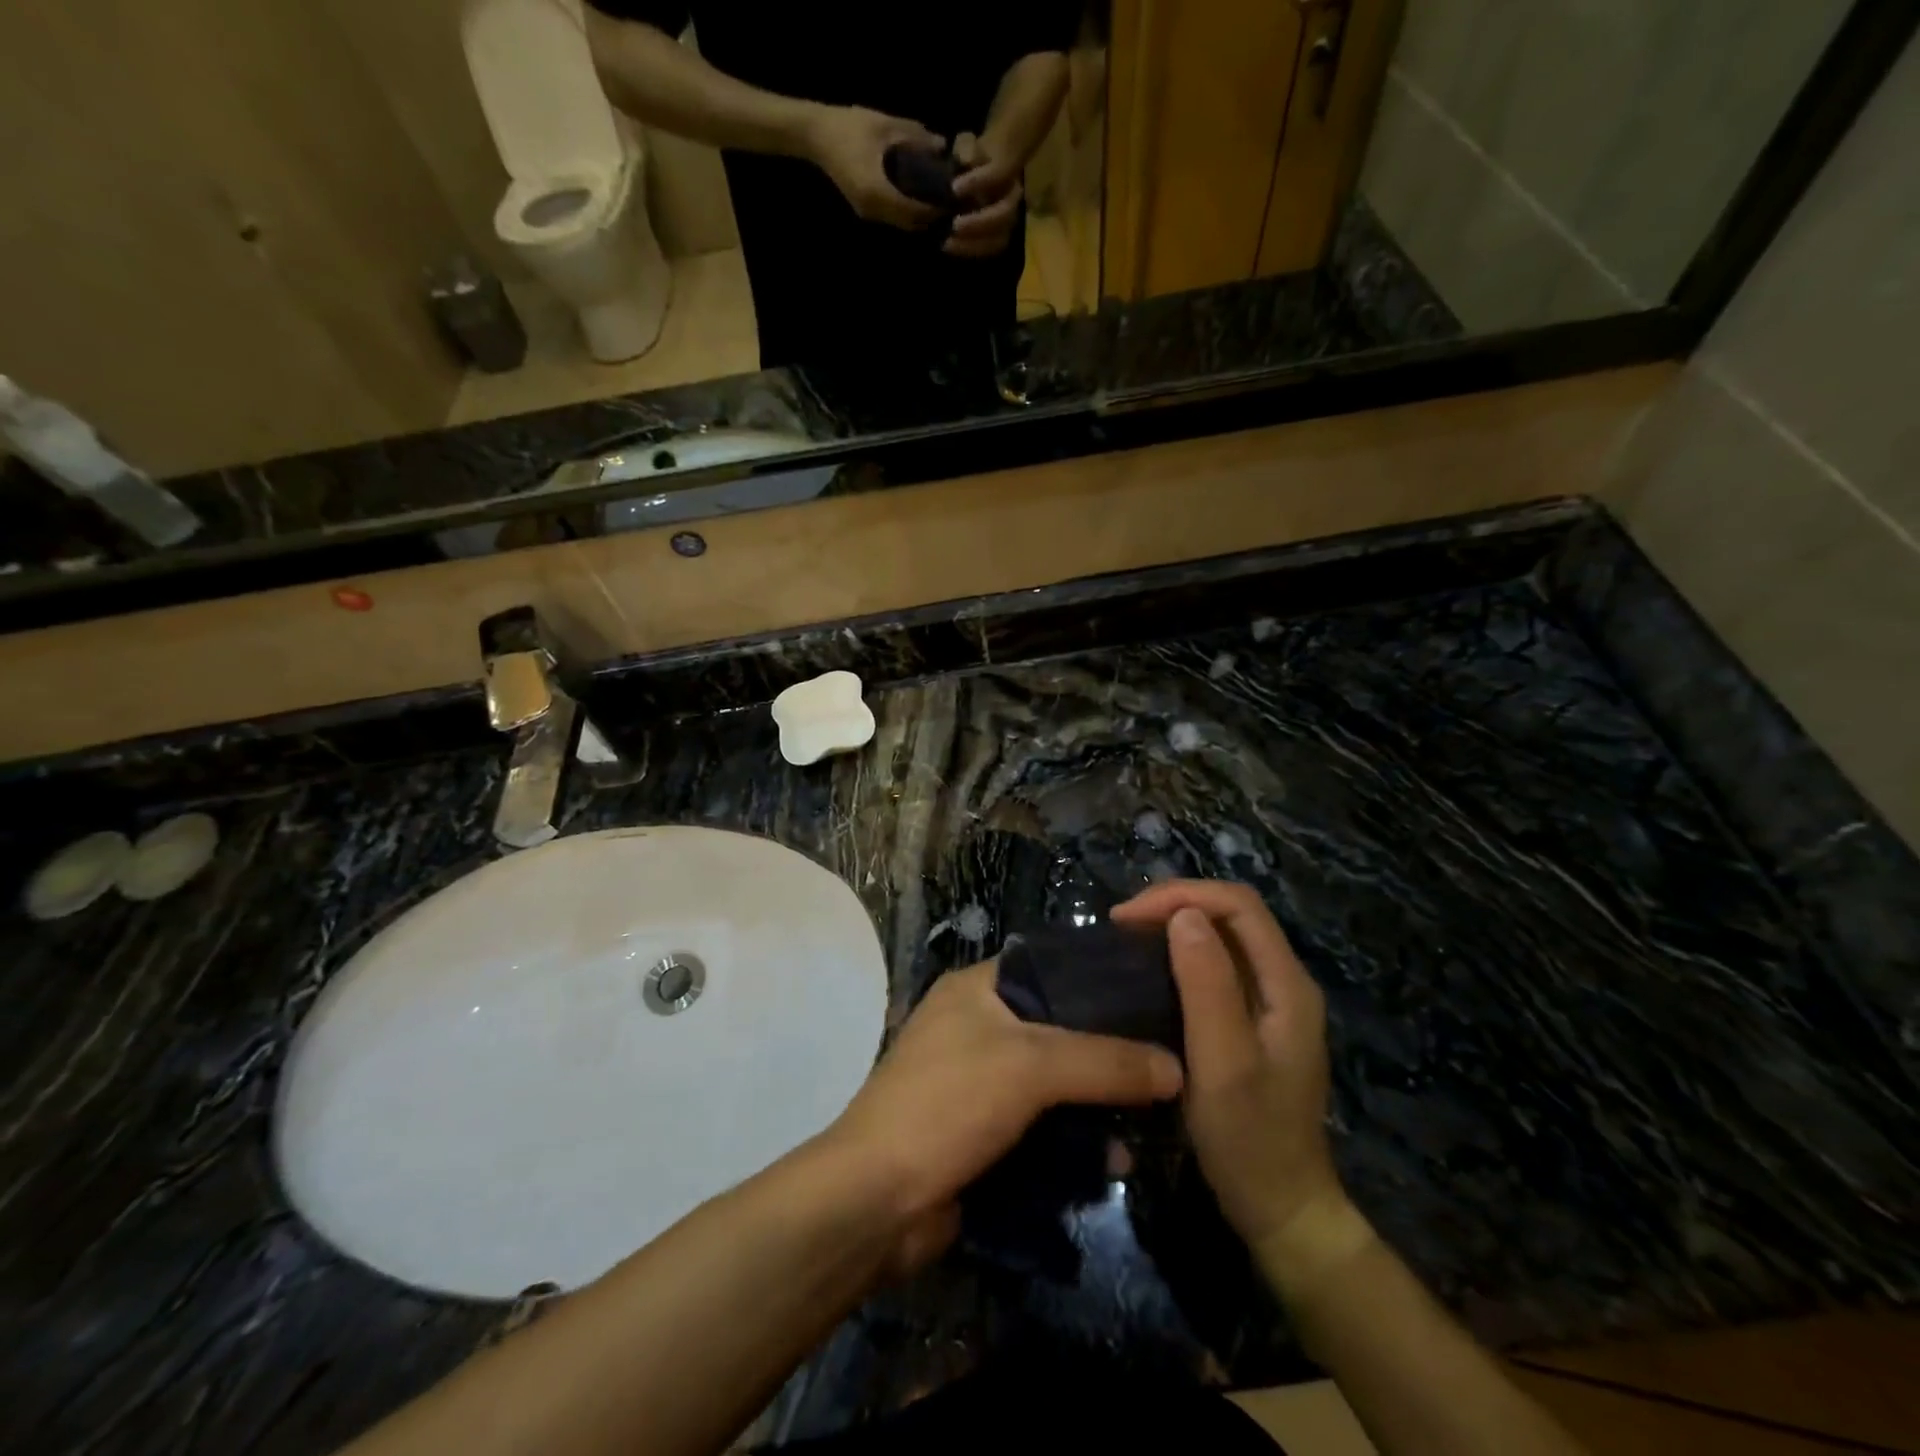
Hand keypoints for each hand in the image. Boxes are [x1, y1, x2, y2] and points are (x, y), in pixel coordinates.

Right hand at [803, 105, 943, 230]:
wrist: (816, 135)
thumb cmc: (849, 126)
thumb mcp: (884, 125)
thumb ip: (914, 136)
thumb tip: (943, 144)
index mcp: (877, 190)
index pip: (913, 210)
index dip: (934, 208)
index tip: (952, 197)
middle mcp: (873, 209)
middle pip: (909, 223)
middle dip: (929, 215)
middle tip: (948, 200)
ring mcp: (868, 212)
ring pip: (901, 223)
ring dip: (918, 215)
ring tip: (936, 198)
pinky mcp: (865, 209)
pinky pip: (892, 217)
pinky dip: (906, 211)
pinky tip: (917, 196)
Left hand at [821, 961, 1182, 1269]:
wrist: (877, 1201)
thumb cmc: (948, 1104)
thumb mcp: (1030, 1067)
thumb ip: (1105, 1061)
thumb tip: (1177, 1068)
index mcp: (977, 988)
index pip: (1052, 965)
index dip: (1102, 977)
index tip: (1158, 993)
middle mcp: (979, 1025)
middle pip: (1060, 1026)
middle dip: (1111, 1048)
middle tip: (1171, 1059)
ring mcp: (981, 1080)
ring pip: (1056, 1081)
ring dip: (1099, 1102)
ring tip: (1155, 1116)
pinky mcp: (985, 1131)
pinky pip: (1044, 1125)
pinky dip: (1076, 1139)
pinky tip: (1115, 1159)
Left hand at [946, 132, 1022, 257]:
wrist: (981, 174)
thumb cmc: (972, 159)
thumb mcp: (967, 146)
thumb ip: (966, 148)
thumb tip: (965, 158)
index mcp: (1007, 171)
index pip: (998, 175)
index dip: (978, 182)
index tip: (954, 188)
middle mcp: (1012, 198)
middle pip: (1004, 215)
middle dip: (978, 222)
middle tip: (955, 225)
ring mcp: (1008, 222)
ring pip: (999, 238)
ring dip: (974, 243)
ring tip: (949, 242)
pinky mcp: (998, 239)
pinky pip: (988, 250)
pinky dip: (970, 250)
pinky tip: (950, 246)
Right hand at [1113, 881, 1371, 1288]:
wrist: (1281, 1210)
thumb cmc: (1249, 1138)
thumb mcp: (1223, 1061)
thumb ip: (1207, 985)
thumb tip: (1184, 915)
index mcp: (1287, 985)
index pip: (1239, 905)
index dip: (1182, 896)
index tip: (1127, 917)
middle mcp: (1284, 982)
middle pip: (1232, 915)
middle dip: (1175, 905)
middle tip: (1121, 925)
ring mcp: (1270, 1003)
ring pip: (1223, 938)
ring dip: (1175, 926)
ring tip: (1128, 938)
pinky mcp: (1252, 1021)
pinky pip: (1216, 967)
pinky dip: (1179, 955)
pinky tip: (1150, 970)